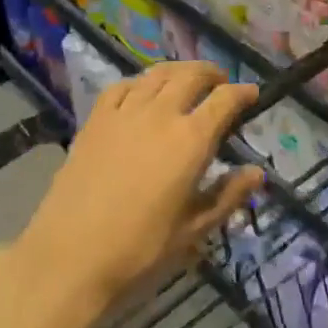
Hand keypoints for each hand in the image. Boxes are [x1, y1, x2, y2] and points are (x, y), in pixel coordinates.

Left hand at [5, 62, 263, 327]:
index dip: (243, 93)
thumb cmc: (140, 250)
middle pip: (192, 75)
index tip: (252, 94)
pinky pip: (122, 86)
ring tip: (186, 80)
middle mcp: (160, 114)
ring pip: (157, 74)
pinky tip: (142, 92)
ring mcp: (125, 112)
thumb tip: (257, 173)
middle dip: (212, 73)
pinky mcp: (96, 119)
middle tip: (221, 83)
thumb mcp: (193, 231)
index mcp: (190, 140)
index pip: (225, 100)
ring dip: (179, 71)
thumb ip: (228, 196)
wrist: (70, 257)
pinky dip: (140, 82)